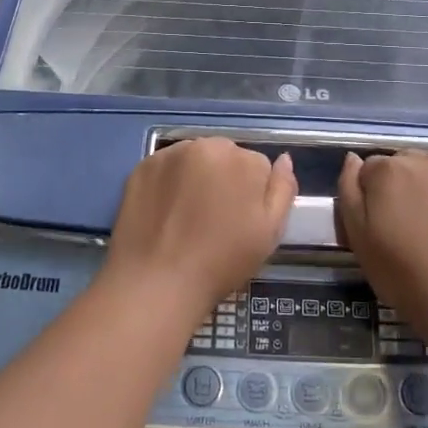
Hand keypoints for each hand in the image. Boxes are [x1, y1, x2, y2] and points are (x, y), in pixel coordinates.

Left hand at [104, 137, 296, 325]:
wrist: (157, 282)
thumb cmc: (221, 261)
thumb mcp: (269, 232)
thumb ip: (283, 190)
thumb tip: (284, 160)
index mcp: (242, 159)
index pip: (258, 167)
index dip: (252, 196)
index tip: (241, 222)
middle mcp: (206, 145)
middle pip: (225, 157)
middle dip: (225, 180)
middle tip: (215, 221)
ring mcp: (170, 154)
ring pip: (195, 160)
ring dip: (197, 177)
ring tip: (188, 217)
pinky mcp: (142, 167)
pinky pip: (166, 168)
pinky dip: (169, 183)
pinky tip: (166, 212)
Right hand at [336, 151, 427, 341]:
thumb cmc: (403, 273)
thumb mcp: (358, 237)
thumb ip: (348, 190)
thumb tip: (352, 160)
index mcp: (388, 170)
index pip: (369, 169)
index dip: (370, 196)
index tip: (377, 224)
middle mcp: (425, 161)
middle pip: (402, 165)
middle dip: (398, 187)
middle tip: (403, 227)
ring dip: (426, 190)